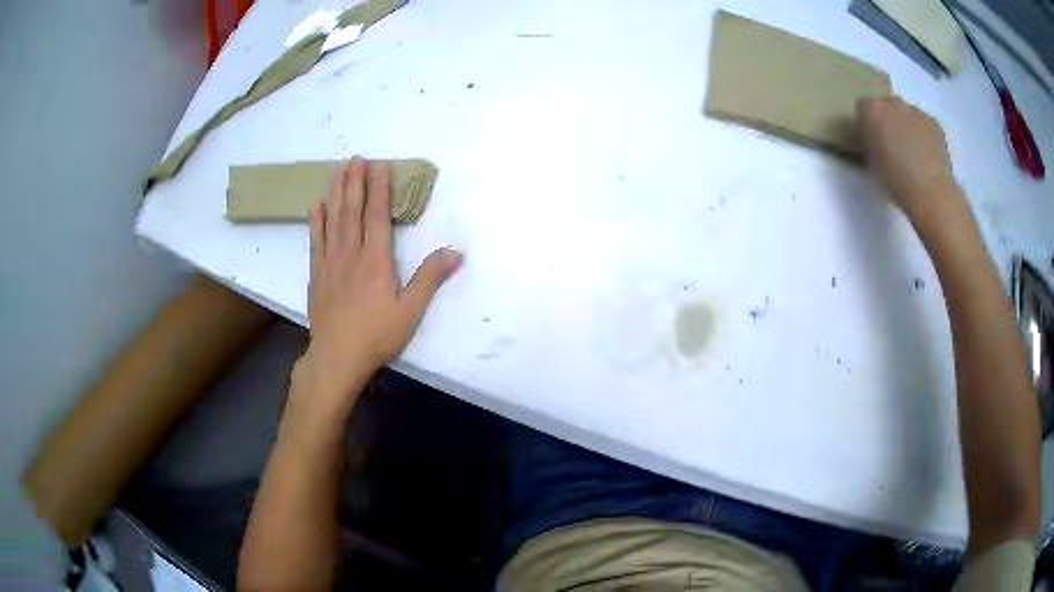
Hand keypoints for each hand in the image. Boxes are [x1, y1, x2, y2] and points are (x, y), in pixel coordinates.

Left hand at [296, 157, 461, 409]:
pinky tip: (316, 204)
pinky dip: (316, 221)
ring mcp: (330, 262)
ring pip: (333, 220)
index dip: (379, 188)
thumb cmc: (377, 335)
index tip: (380, 165)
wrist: (337, 357)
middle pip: (353, 211)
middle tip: (355, 157)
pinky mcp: (316, 274)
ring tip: (337, 170)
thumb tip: (456, 252)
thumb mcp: (410, 311)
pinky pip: (315, 241)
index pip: (378, 216)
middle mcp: (351, 254)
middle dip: (356, 182)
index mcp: (376, 260)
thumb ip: (430, 279)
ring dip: (336, 193)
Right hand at [857, 96, 961, 221]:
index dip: (867, 122)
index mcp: (872, 111)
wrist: (930, 192)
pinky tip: (926, 153)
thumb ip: (870, 140)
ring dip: (907, 124)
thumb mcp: (872, 161)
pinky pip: (924, 122)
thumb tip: (874, 138)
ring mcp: (916, 111)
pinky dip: (923, 133)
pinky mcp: (934, 122)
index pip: (863, 106)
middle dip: (888, 118)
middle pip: (886, 103)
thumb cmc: (896, 181)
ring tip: (912, 149)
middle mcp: (893, 103)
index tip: (872, 138)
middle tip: (893, 142)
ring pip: (907, 112)